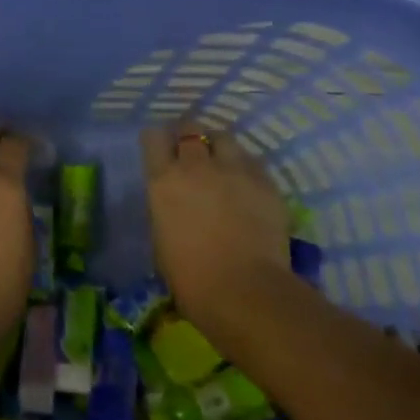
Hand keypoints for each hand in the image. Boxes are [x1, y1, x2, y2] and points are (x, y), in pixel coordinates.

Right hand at [141, 123, 295, 346]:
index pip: (153, 138)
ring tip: (223, 162)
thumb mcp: (161, 238)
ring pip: (224, 137)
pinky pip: (252, 162)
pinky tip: (247, 184)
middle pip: (190, 128)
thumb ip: (166, 207)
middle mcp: (196, 165)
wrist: (244, 291)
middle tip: (192, 152)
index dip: (157, 141)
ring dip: (219, 146)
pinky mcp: (265, 182)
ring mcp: (233, 170)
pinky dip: (246, 167)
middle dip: (189, 136)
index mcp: (164, 180)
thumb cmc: (191, 277)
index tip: (161, 149)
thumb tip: (174, 201)